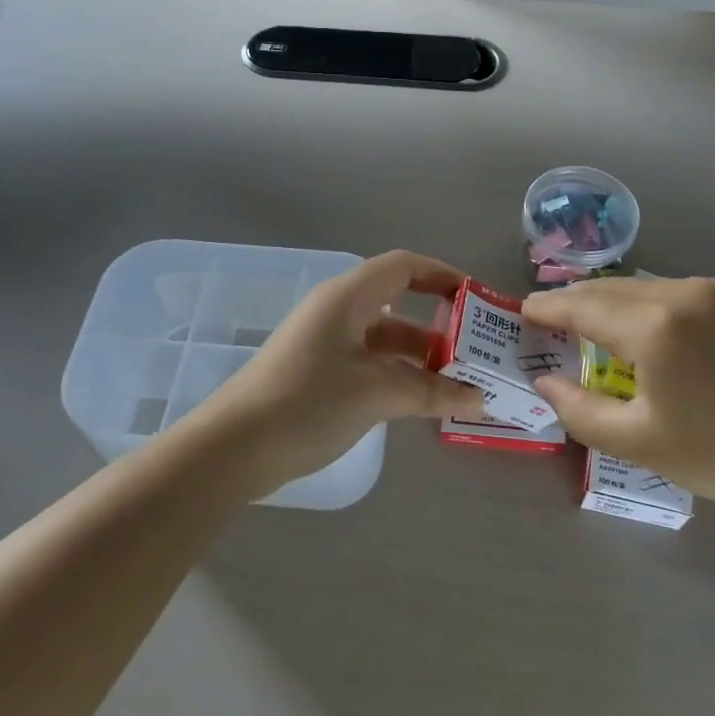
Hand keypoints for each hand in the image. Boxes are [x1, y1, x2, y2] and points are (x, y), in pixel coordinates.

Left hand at [195, 250, 487, 497]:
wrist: (233, 449)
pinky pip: (368, 364)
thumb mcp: (378, 393)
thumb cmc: (308, 403)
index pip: (404, 267)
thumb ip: (433, 392)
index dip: (442, 276)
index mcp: (348, 298)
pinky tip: (421, 402)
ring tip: (458, 386)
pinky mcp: (317, 374)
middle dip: (439, 328)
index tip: (477, 300)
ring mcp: (324, 344)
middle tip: (477, 355)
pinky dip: (397, 376)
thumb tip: (481, 399)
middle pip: (398, 306)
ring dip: (420, 359)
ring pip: (384, 340)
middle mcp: (336, 312)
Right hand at [522, 277, 714, 529]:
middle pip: (608, 289)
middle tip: (545, 322)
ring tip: (584, 325)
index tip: (522, 312)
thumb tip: (546, 381)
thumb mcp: (640, 442)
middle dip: (573, 302)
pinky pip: (669, 291)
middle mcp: (681, 294)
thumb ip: (580, 410)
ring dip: (606, 302)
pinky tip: (634, 327)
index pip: (582, 306)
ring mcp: (713, 292)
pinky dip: (640, 303)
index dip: (547, 308)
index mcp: (655, 327)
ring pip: (639, 286)